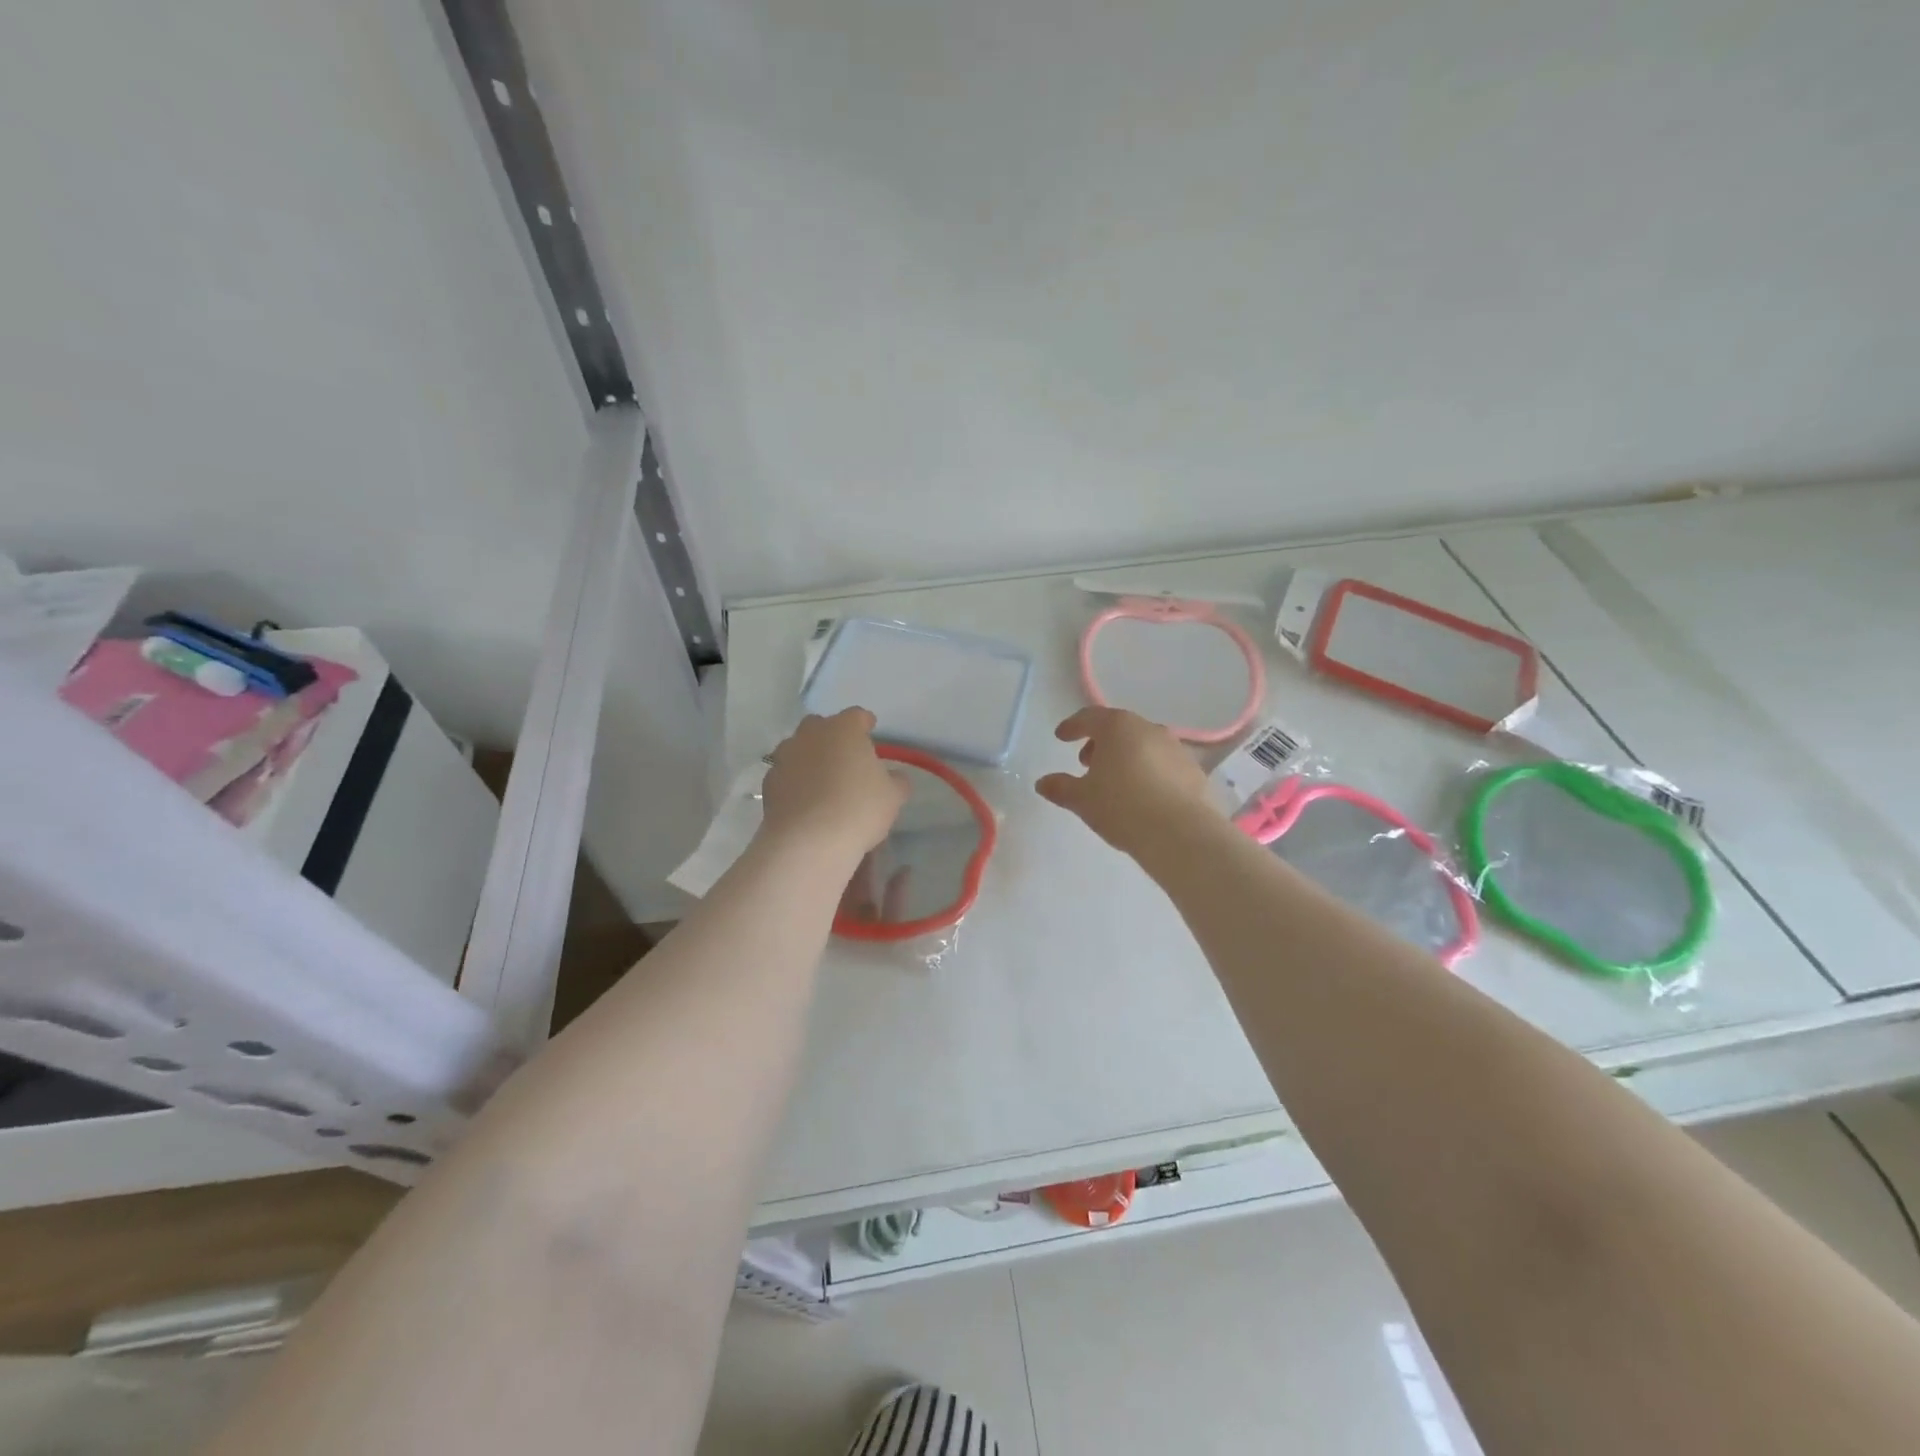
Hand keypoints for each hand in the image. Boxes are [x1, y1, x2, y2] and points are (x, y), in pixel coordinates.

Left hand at [761, 708, 907, 854]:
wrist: (808, 841)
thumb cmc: (859, 808)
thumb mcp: (893, 796)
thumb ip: (896, 781)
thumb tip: (893, 777)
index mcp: (844, 729)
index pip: (857, 716)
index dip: (865, 723)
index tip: (870, 732)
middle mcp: (811, 734)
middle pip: (821, 726)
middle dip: (832, 737)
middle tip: (845, 757)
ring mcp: (785, 756)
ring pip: (799, 748)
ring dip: (810, 757)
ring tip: (823, 780)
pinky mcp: (769, 782)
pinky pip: (786, 773)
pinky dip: (795, 781)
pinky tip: (805, 800)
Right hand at [1036, 707, 1217, 856]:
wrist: (1180, 832)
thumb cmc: (1121, 806)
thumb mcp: (1082, 799)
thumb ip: (1060, 788)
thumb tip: (1043, 783)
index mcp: (1118, 727)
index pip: (1090, 717)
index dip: (1073, 726)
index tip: (1061, 736)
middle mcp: (1149, 729)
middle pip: (1119, 728)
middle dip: (1100, 742)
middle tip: (1086, 762)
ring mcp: (1176, 748)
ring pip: (1143, 744)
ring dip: (1126, 756)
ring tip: (1115, 780)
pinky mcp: (1194, 770)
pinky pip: (1163, 763)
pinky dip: (1148, 770)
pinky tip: (1143, 794)